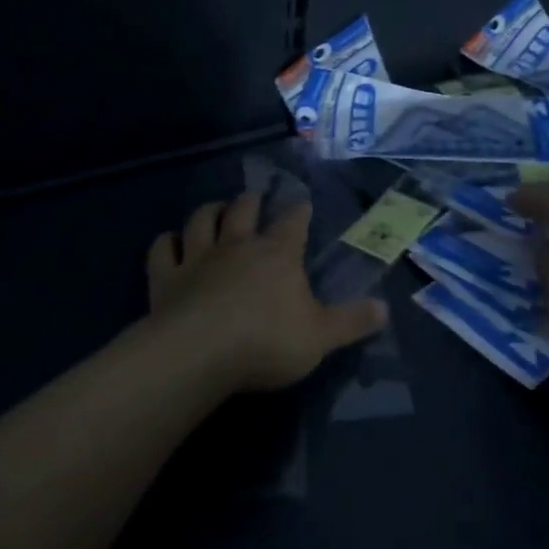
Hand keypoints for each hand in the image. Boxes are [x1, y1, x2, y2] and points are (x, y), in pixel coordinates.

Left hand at [145, 192, 387, 392]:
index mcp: (278, 254)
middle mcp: (237, 245)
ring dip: (209, 211)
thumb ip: (352, 321)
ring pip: (201, 220)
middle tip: (254, 196)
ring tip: (215, 208)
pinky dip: (166, 242)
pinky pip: (163, 249)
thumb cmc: (267, 341)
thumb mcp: (321, 336)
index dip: (299, 211)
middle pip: (243, 210)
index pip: (293, 222)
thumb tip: (385, 308)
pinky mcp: (166, 277)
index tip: (302, 202)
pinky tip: (169, 242)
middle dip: (250, 200)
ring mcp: (198, 257)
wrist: (201, 352)